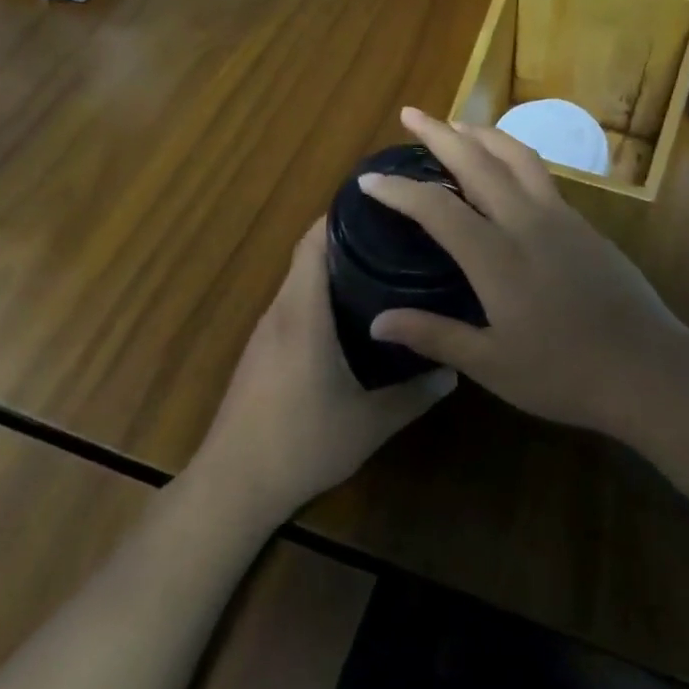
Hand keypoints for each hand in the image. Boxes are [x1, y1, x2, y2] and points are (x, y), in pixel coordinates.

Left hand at [192, 218, 455, 524]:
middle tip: (398, 236)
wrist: (234, 483)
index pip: (314, 243)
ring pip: (300, 280)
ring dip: (333, 267)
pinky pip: (294, 304)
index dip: (343, 215)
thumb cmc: (301, 444)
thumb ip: (414, 395)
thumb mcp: (369, 423)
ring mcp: (265, 331)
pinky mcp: (261, 351)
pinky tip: (352, 315)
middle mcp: (280, 312)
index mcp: (303, 315)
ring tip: (383, 267)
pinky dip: (320, 294)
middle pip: (308, 254)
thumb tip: (454, 370)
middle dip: (348, 237)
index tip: (383, 205)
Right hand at [359, 108, 688, 437]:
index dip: (399, 190)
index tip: (369, 178)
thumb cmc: (565, 374)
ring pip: (517, 157)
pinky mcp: (585, 225)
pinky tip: (505, 167)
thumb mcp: (492, 364)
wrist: (648, 367)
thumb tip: (377, 323)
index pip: (437, 208)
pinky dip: (512, 156)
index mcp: (497, 257)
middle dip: (440, 134)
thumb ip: (434, 336)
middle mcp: (527, 223)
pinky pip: (540, 174)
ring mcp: (561, 218)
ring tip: (457, 124)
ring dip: (482, 134)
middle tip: (411, 113)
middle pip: (478, 162)